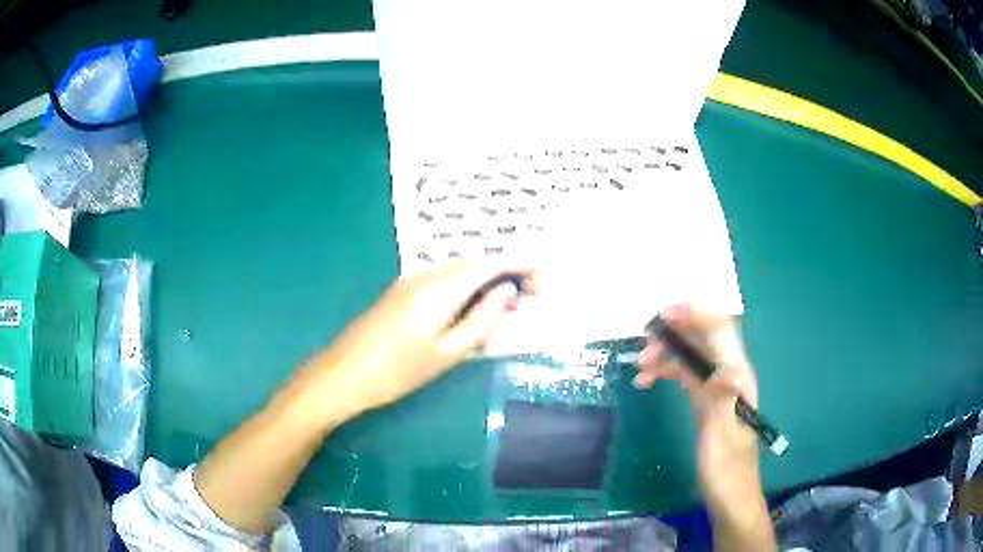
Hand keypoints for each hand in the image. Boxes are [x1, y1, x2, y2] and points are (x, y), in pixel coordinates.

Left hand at [304, 262, 536, 419]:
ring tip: (506, 309)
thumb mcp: (448, 352)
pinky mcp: (402, 292)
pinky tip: (471, 312)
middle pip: (475, 264)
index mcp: (441, 287)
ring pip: (459, 273)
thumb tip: (508, 292)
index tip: (544, 273)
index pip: (490, 265)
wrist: (343, 375)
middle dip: (506, 274)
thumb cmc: (398, 372)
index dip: (520, 264)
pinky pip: (443, 282)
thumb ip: (482, 320)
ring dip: (486, 283)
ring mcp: (411, 280)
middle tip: (532, 295)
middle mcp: (426, 274)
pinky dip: (465, 291)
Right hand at [634, 304, 759, 499]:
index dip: (696, 314)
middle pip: (703, 337)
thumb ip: (722, 397)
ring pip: (690, 355)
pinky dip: (666, 372)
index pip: (721, 329)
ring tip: (640, 367)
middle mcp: (729, 374)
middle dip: (674, 333)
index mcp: (738, 376)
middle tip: (643, 344)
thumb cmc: (727, 468)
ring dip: (666, 354)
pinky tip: (647, 381)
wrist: (729, 495)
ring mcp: (716, 387)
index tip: (665, 315)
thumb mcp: (722, 434)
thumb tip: (719, 366)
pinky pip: (684, 375)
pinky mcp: (704, 400)